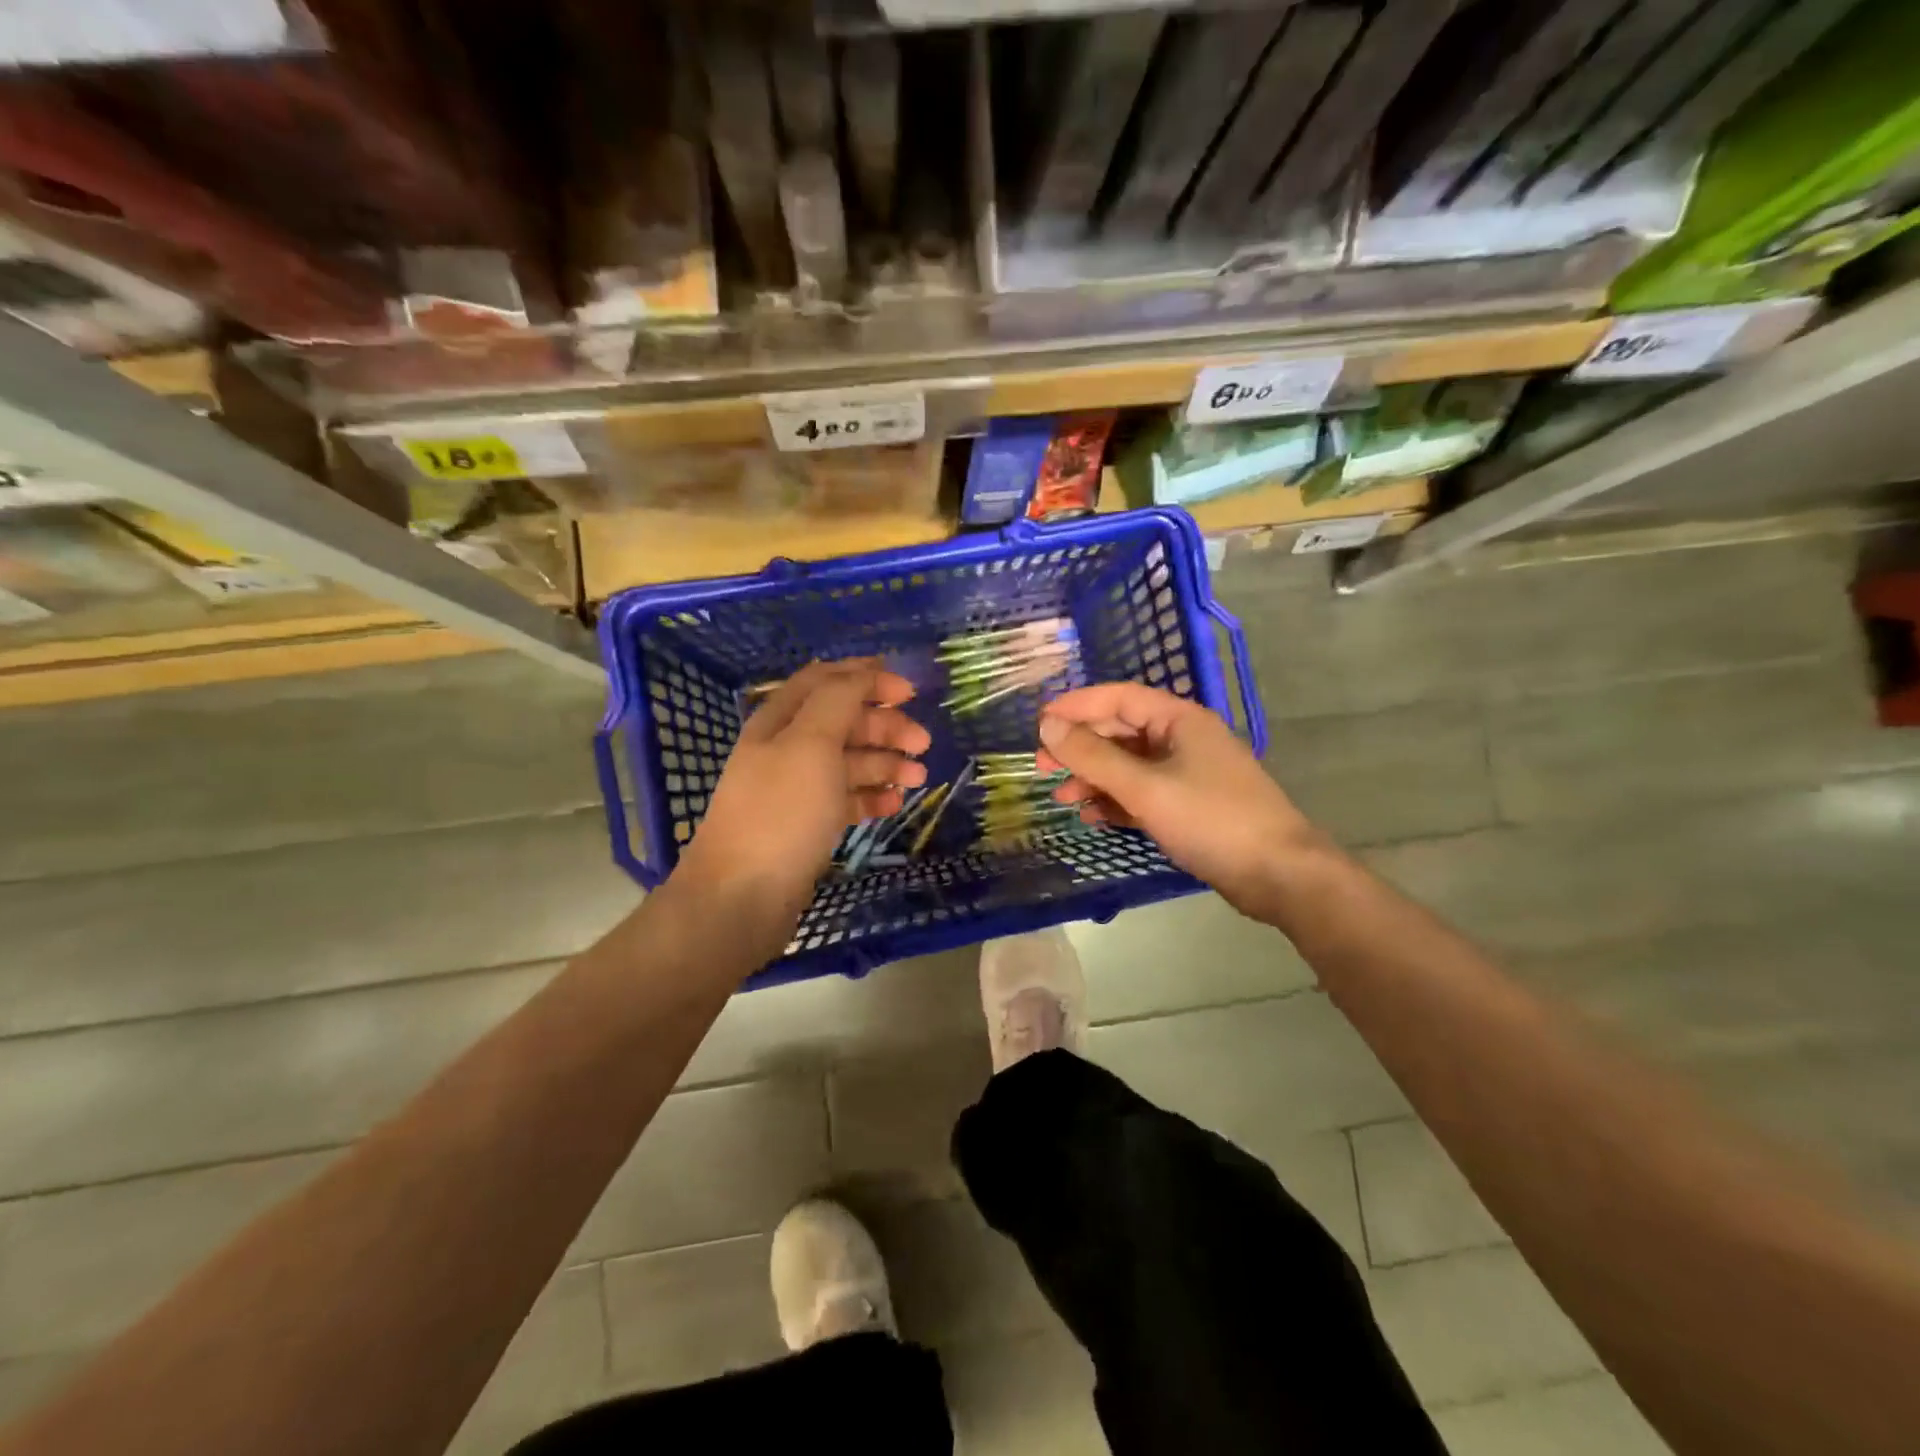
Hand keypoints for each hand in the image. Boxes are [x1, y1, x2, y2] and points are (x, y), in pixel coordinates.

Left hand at [674, 659, 930, 943]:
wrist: (742, 896)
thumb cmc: (781, 812)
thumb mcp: (811, 744)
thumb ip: (838, 700)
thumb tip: (864, 672)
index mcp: (780, 720)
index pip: (826, 680)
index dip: (867, 678)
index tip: (910, 692)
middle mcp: (786, 748)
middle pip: (843, 721)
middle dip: (885, 726)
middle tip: (923, 744)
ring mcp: (796, 789)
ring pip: (849, 761)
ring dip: (885, 763)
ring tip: (917, 779)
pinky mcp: (807, 824)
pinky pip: (846, 798)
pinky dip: (871, 796)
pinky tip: (894, 805)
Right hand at [1037, 683, 1328, 920]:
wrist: (1279, 875)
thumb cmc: (1211, 820)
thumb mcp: (1145, 787)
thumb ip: (1093, 757)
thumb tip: (1047, 725)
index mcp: (1179, 720)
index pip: (1118, 697)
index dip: (1076, 705)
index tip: (1037, 722)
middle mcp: (1182, 739)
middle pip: (1120, 731)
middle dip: (1080, 747)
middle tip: (1041, 767)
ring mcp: (1186, 773)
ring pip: (1128, 765)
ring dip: (1094, 778)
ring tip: (1062, 798)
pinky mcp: (1188, 805)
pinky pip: (1141, 793)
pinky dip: (1115, 801)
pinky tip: (1092, 817)